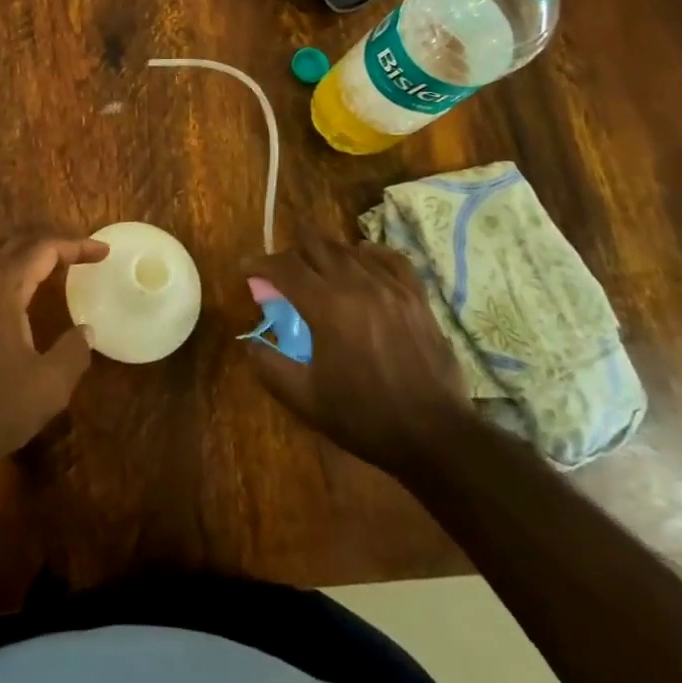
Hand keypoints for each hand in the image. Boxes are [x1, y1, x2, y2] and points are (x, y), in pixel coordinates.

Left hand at [0, 232, 108, 482]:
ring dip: (23, 254)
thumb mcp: (47, 388)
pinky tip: (11, 295)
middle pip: (15, 244)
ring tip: (49, 264)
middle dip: (50, 244)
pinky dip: (3, 271)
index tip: (103, 252)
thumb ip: (73, 353)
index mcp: (1, 286)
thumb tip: (86, 330)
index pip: (43, 249)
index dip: (75, 246)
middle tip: (79, 254)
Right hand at [247, 235, 470, 474]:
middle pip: (317, 246)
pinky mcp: (417, 298)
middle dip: (292, 252)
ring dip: (326, 253)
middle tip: (281, 271)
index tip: (246, 268)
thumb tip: (251, 343)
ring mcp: (392, 288)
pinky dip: (371, 253)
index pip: (285, 268)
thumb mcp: (306, 399)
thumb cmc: (365, 418)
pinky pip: (392, 259)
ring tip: (317, 269)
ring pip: (351, 250)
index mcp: (327, 307)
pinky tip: (363, 258)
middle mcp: (358, 286)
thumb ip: (270, 366)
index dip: (260, 264)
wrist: (435, 436)